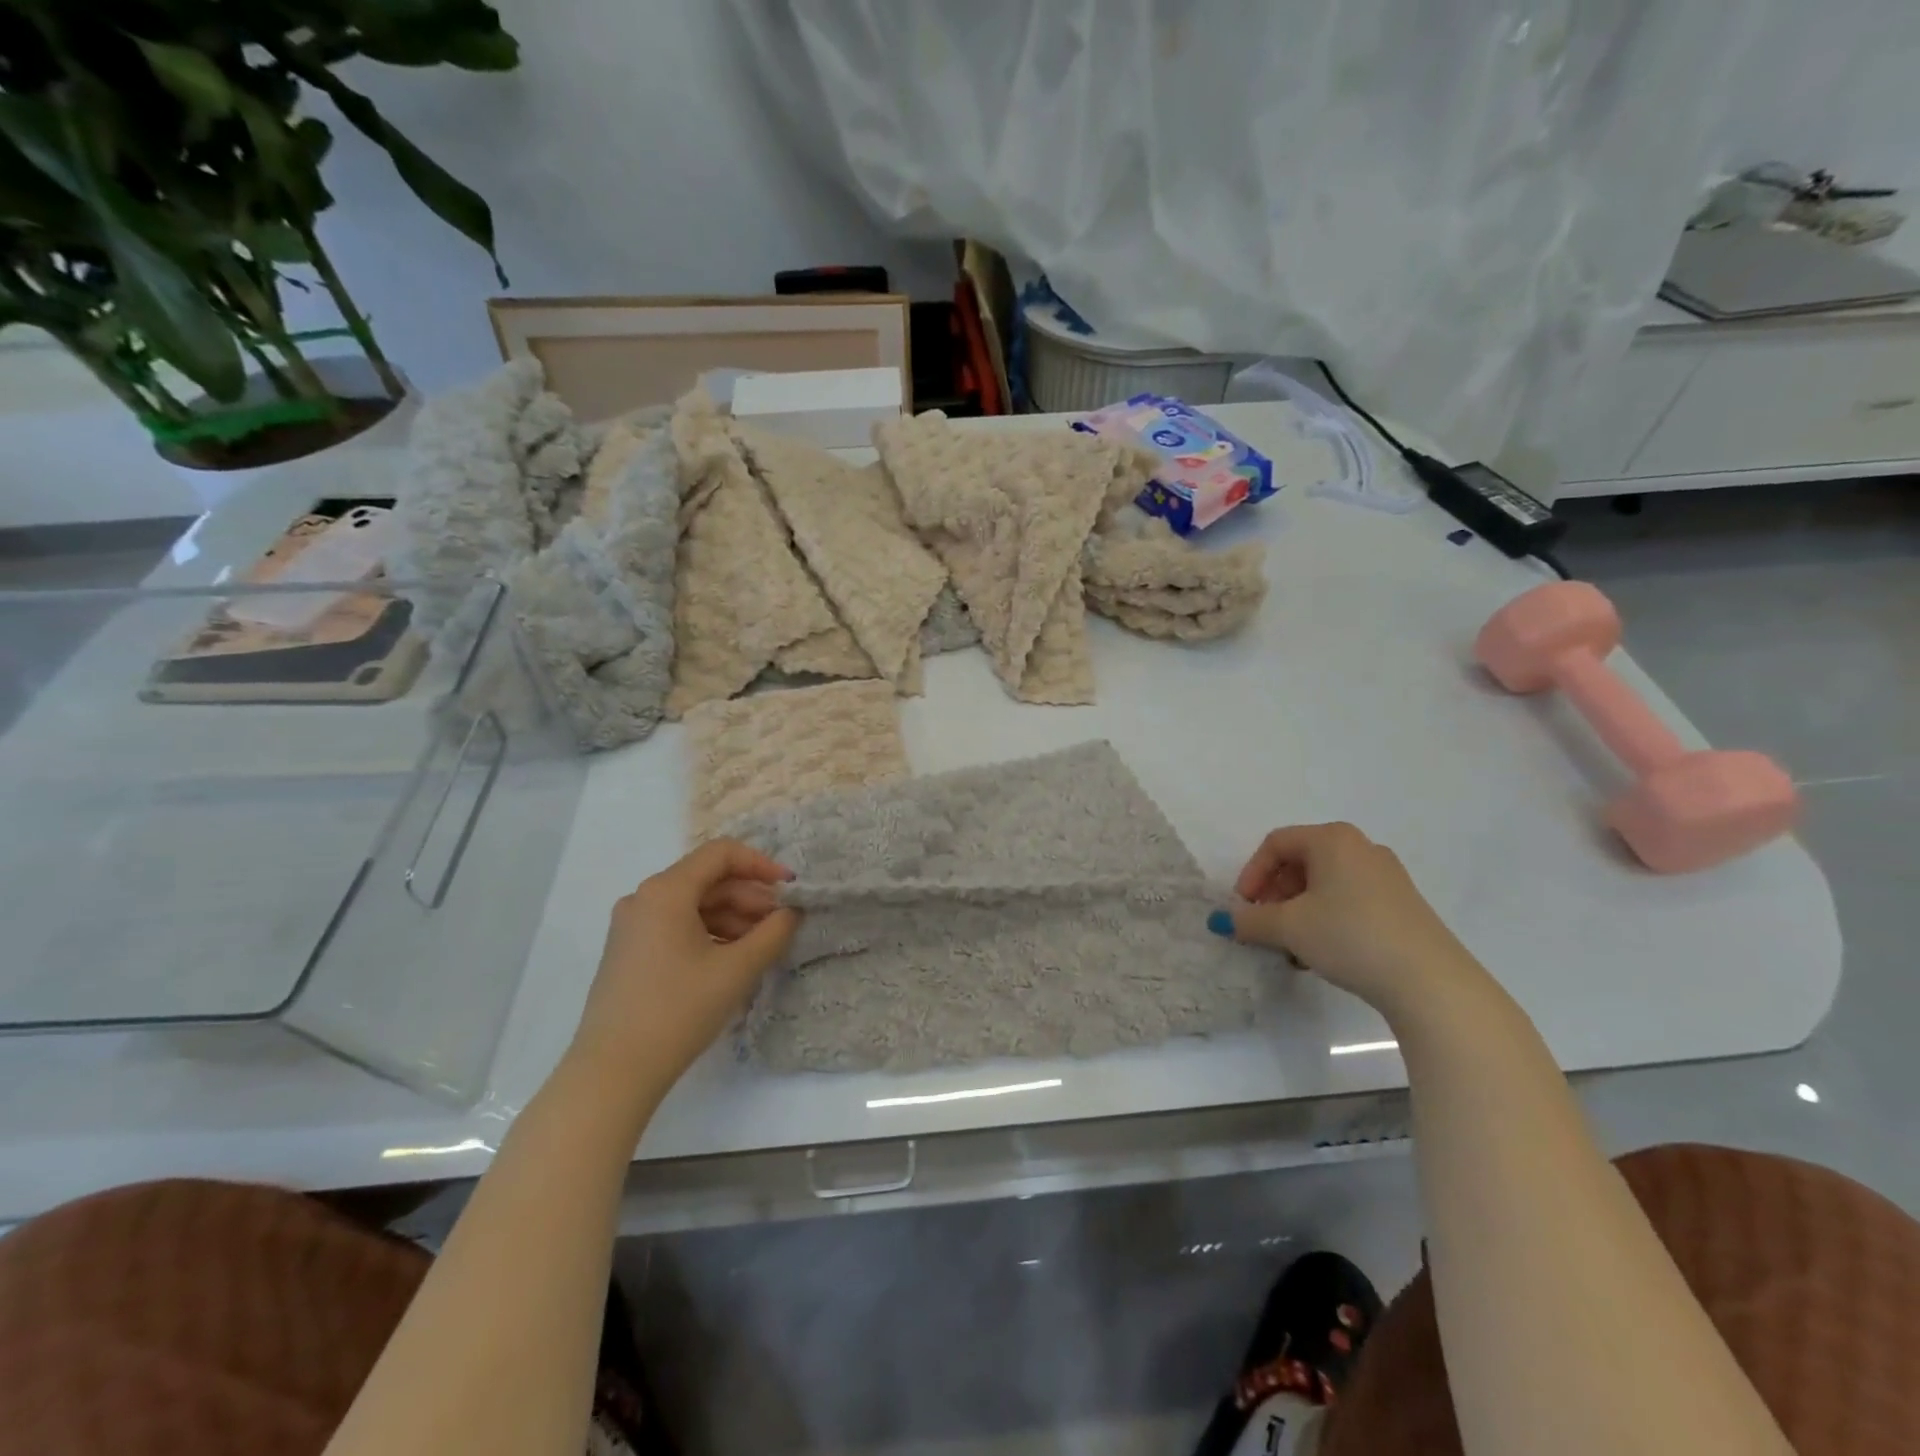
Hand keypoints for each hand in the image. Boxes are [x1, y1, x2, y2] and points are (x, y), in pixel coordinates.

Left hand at [566, 840, 799, 1107]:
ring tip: (761, 946)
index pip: (721, 854)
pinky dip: (709, 933)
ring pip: (693, 905)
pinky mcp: (629, 952)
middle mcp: (644, 898)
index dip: (761, 864)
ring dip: (732, 917)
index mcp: (666, 891)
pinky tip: (732, 959)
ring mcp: (632, 926)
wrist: (613, 1072)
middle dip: (749, 897)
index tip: (790, 888)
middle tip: (781, 924)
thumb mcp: (737, 969)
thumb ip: (773, 933)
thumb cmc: (678, 1010)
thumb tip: (791, 913)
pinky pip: (677, 926)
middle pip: (707, 880)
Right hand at [1211, 823, 1488, 1022]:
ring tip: (1292, 945)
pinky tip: (1324, 952)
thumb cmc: (1349, 936)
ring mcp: (1387, 876)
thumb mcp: (1288, 928)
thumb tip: (1224, 920)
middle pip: (1301, 862)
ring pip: (1325, 884)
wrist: (1429, 981)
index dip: (1251, 874)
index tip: (1243, 908)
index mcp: (1332, 839)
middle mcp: (1361, 848)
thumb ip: (1250, 920)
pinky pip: (1350, 899)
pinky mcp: (1403, 905)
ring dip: (1298, 910)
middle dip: (1275, 893)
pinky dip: (1327, 918)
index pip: (1276, 844)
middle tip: (1265, 925)